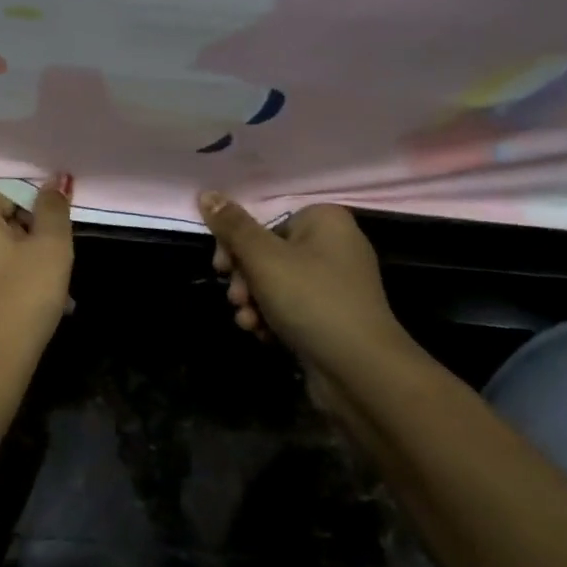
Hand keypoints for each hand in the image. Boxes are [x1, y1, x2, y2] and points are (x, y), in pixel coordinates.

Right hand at [199, 194, 409, 373]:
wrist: (361, 373)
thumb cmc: (311, 301)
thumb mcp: (263, 259)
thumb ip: (232, 226)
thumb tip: (206, 193)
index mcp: (324, 220)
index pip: (264, 221)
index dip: (235, 244)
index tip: (221, 268)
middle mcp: (333, 245)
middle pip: (267, 252)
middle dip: (244, 279)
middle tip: (236, 299)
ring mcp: (335, 284)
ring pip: (275, 283)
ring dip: (253, 302)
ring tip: (248, 322)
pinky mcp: (332, 316)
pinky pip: (292, 307)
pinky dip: (273, 319)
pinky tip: (263, 335)